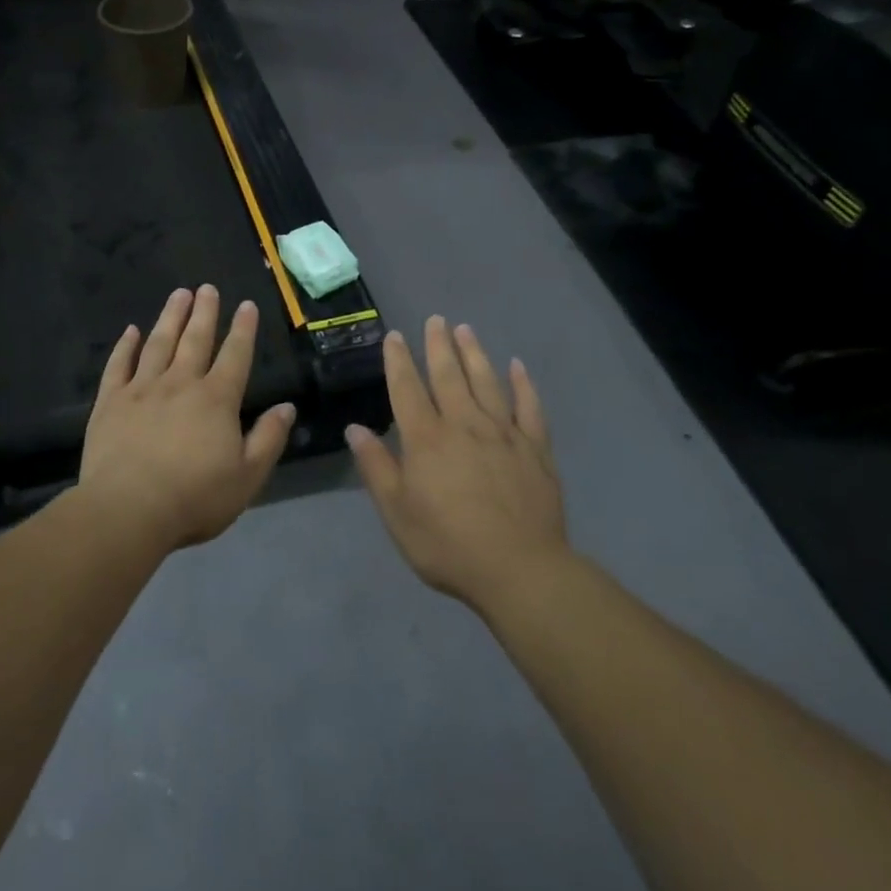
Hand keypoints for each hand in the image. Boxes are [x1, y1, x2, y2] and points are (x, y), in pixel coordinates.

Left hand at [79, 285, 296, 552]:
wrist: (128, 510)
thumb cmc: (194, 498)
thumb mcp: (247, 477)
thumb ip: (268, 439)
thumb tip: (287, 407)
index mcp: (216, 400)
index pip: (235, 356)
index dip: (243, 329)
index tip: (246, 305)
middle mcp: (180, 384)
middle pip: (195, 340)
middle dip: (204, 312)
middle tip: (207, 288)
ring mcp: (142, 389)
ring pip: (158, 343)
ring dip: (170, 317)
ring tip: (178, 294)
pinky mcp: (110, 402)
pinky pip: (119, 365)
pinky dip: (125, 346)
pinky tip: (130, 331)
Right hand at [347, 317, 569, 611]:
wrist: (520, 570)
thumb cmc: (448, 545)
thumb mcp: (397, 513)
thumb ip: (376, 467)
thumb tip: (355, 429)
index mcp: (426, 439)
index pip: (408, 389)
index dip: (399, 361)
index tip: (395, 336)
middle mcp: (464, 425)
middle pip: (448, 376)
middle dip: (439, 346)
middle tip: (436, 319)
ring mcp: (504, 434)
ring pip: (487, 383)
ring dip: (475, 354)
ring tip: (466, 330)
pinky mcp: (535, 449)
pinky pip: (529, 408)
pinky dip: (523, 385)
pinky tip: (517, 367)